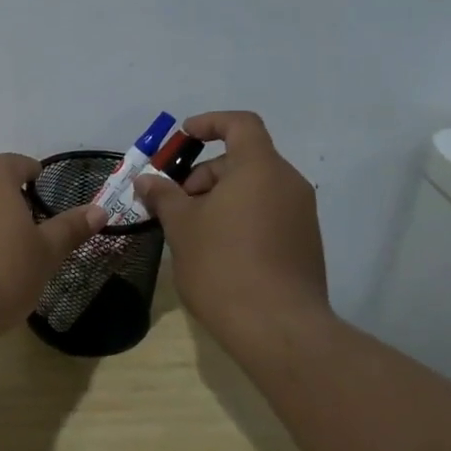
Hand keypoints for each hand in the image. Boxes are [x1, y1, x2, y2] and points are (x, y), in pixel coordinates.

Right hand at [132, 111, 330, 346]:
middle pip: (244, 159)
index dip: (210, 123)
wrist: (278, 327)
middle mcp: (288, 183)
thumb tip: (146, 180)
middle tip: (176, 204)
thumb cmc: (223, 265)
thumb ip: (164, 196)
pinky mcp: (305, 243)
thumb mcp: (182, 227)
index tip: (183, 137)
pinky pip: (268, 213)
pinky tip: (218, 250)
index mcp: (260, 168)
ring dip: (221, 198)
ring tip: (193, 231)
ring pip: (255, 188)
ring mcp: (301, 214)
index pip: (240, 124)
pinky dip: (241, 217)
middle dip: (205, 174)